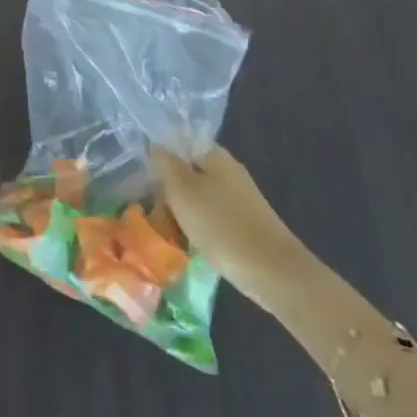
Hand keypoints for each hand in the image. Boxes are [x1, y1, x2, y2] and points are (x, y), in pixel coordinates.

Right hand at [152, 144, 313, 310]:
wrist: (272, 271)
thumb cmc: (220, 224)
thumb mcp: (182, 189)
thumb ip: (166, 163)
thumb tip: (156, 146)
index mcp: (216, 156)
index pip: (180, 145)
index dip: (160, 159)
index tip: (144, 179)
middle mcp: (229, 172)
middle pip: (188, 173)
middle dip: (168, 191)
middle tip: (153, 211)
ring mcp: (239, 199)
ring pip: (198, 199)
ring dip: (181, 212)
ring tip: (167, 231)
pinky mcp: (244, 224)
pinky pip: (211, 218)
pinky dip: (198, 228)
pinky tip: (189, 244)